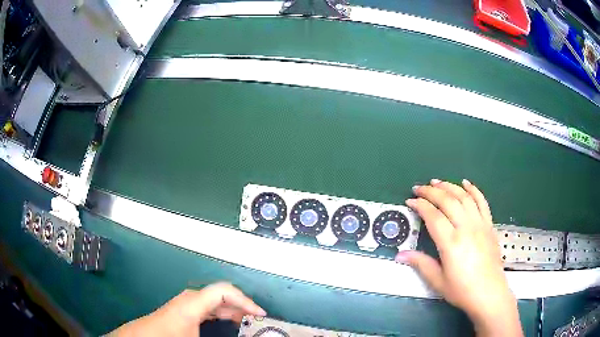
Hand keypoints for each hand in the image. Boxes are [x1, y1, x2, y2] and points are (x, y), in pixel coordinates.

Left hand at [108, 282, 265, 335]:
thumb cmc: (169, 336)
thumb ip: (219, 336)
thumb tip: (240, 335)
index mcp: (194, 302)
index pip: (225, 291)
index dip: (246, 300)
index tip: (260, 314)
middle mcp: (191, 298)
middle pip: (223, 293)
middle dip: (242, 305)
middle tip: (258, 320)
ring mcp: (187, 302)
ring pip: (216, 300)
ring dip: (233, 309)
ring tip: (247, 321)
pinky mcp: (185, 308)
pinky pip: (210, 306)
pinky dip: (223, 312)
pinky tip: (228, 321)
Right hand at [396, 179, 522, 336]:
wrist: (489, 293)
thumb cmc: (462, 290)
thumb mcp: (438, 281)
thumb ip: (420, 264)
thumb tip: (400, 255)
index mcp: (451, 243)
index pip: (433, 216)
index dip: (420, 205)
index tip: (410, 201)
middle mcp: (466, 228)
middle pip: (448, 201)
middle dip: (431, 191)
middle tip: (419, 188)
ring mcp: (480, 224)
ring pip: (464, 197)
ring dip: (450, 186)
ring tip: (437, 182)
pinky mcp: (489, 225)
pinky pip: (482, 202)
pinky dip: (474, 190)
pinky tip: (466, 183)